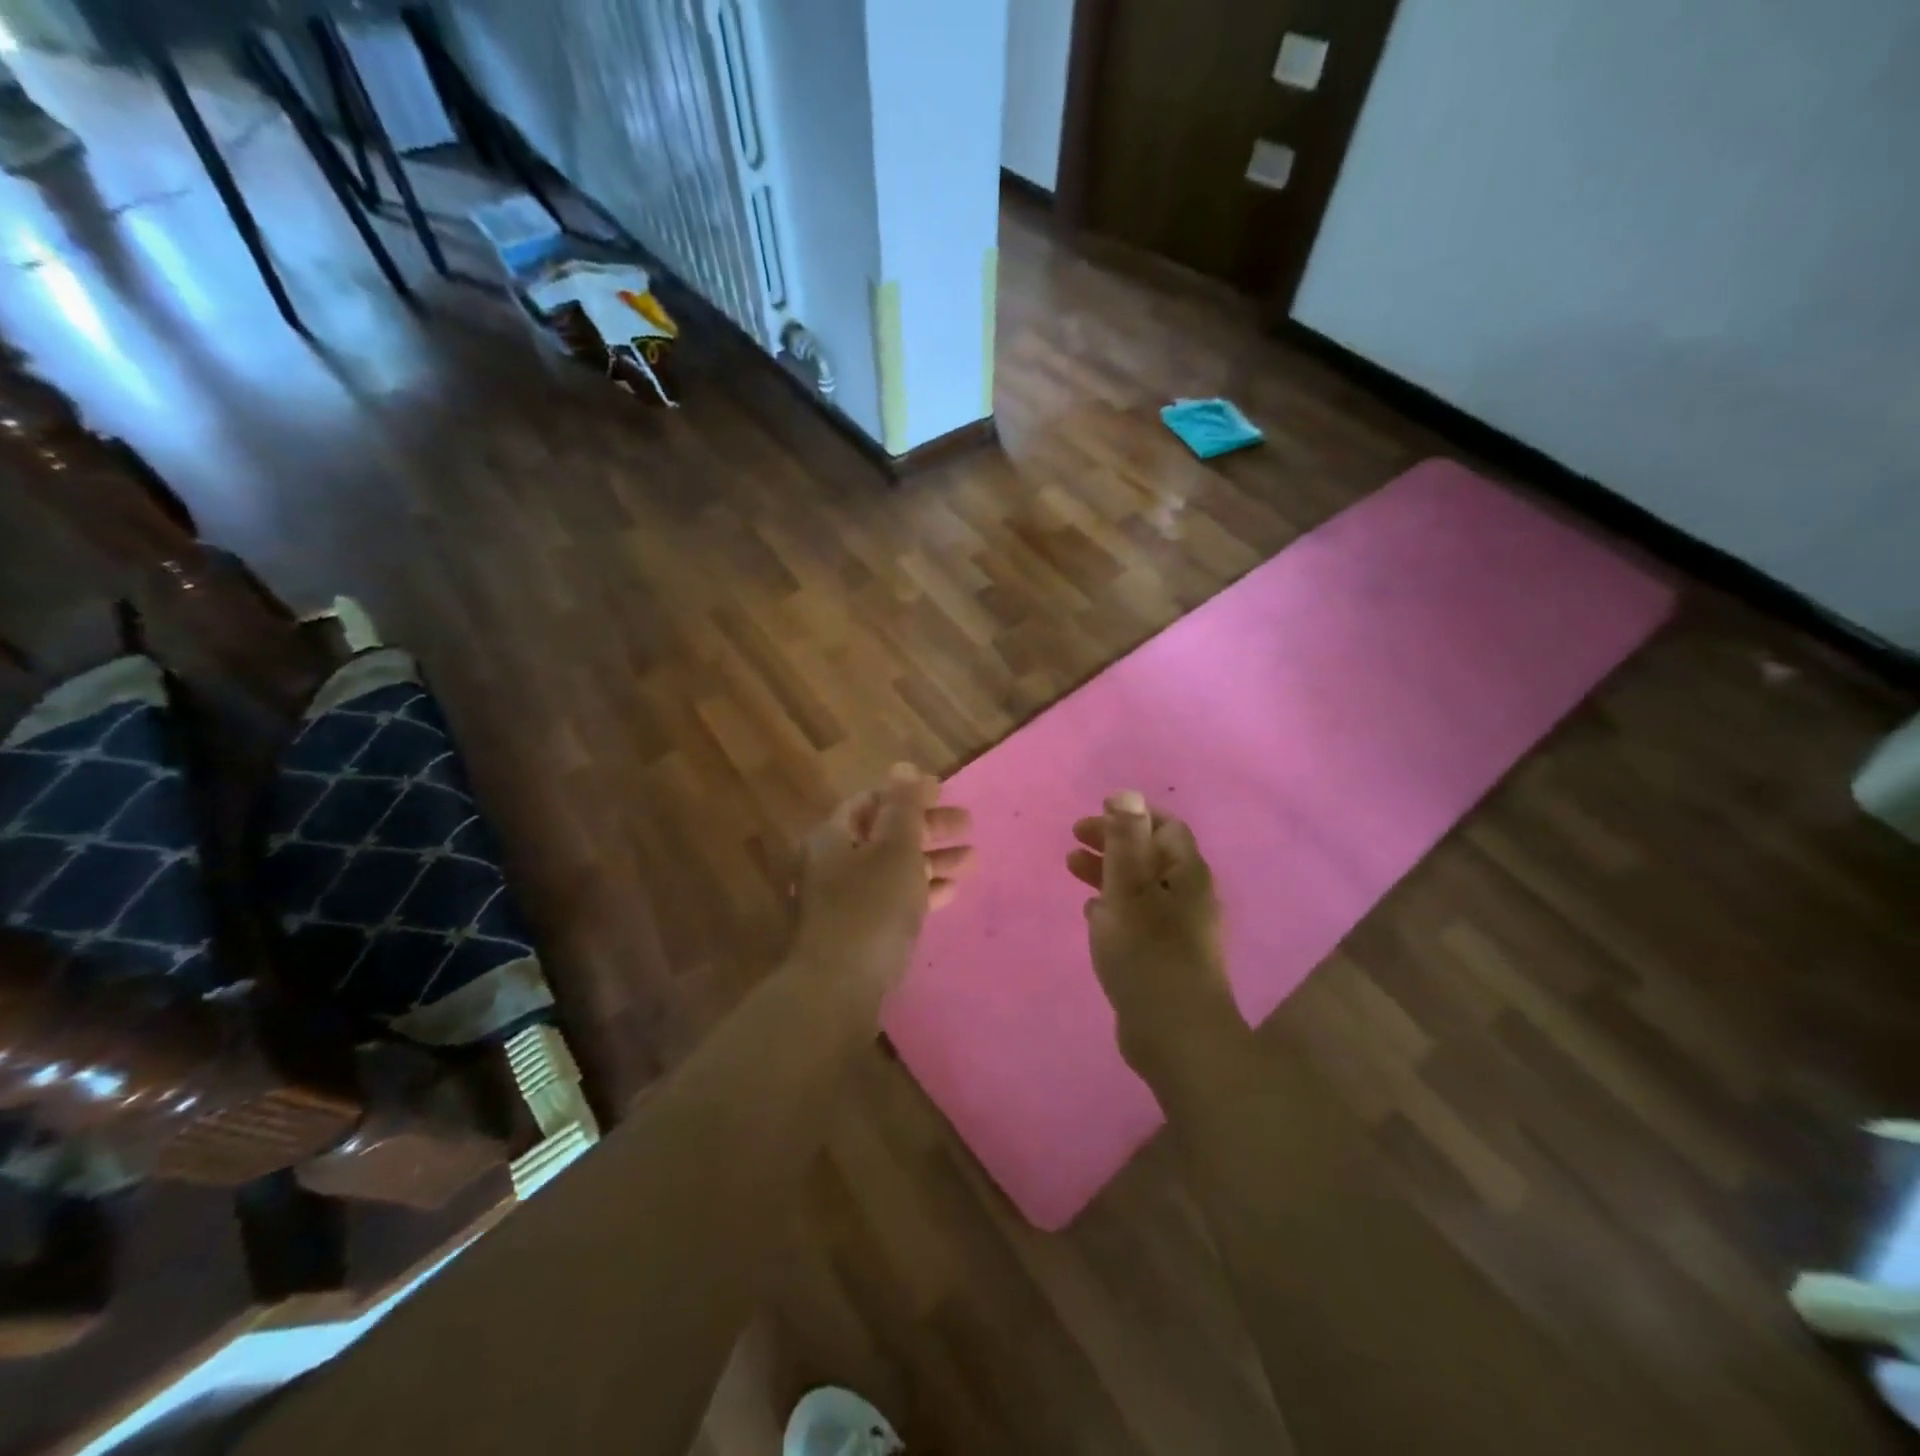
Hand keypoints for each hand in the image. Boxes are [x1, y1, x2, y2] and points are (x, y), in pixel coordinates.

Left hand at [792, 764, 974, 1001]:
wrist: (838, 990)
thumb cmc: (870, 908)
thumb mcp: (895, 850)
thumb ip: (903, 807)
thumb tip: (903, 766)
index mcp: (834, 836)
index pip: (872, 801)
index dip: (909, 793)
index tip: (944, 792)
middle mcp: (833, 863)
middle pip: (886, 834)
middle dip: (928, 828)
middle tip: (968, 825)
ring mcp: (844, 900)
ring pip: (893, 868)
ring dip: (931, 860)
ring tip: (972, 860)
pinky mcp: (857, 931)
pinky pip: (892, 900)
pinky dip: (920, 891)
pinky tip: (950, 892)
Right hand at [1068, 791, 1243, 1082]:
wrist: (1176, 1036)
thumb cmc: (1148, 954)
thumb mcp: (1129, 890)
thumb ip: (1125, 841)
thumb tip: (1127, 792)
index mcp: (1186, 874)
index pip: (1165, 827)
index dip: (1129, 817)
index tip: (1091, 818)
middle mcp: (1188, 896)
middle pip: (1150, 855)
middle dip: (1112, 843)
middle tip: (1073, 841)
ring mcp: (1178, 929)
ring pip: (1141, 887)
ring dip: (1108, 872)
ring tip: (1071, 869)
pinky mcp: (1165, 957)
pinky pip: (1138, 918)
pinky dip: (1113, 905)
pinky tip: (1091, 913)